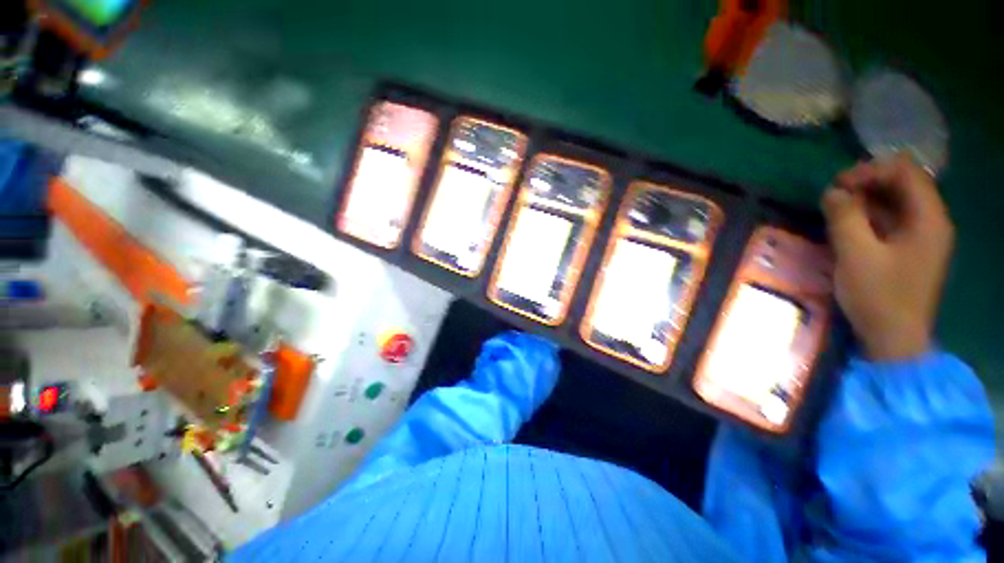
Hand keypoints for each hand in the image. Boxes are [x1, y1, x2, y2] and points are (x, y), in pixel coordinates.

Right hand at [821, 157, 953, 360]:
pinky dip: (869, 217)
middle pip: (903, 184)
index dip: (871, 170)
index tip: (839, 186)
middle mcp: (931, 222)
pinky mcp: (911, 251)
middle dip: (867, 184)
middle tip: (834, 197)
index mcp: (929, 219)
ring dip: (866, 201)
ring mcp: (923, 238)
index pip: (906, 172)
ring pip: (896, 203)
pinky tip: (849, 227)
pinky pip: (892, 221)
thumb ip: (844, 217)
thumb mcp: (855, 254)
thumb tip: (832, 191)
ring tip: (836, 211)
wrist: (894, 339)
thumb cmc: (878, 296)